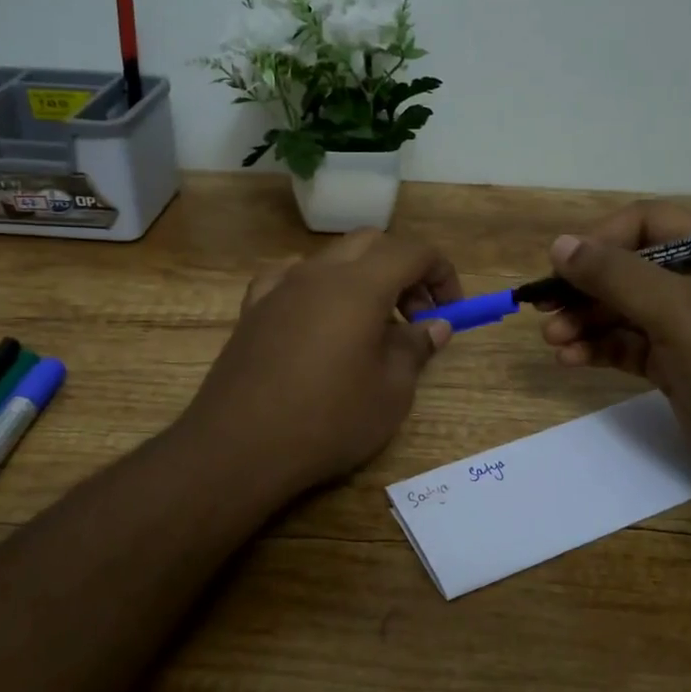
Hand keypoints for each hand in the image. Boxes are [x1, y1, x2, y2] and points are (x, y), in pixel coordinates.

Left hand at [180, 228, 461, 498]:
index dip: (441, 273)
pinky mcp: (252, 310)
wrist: (239, 447)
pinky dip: (317, 288)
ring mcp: (279, 288)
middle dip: (403, 271)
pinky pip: (291, 280)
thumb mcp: (390, 392)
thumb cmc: (328, 420)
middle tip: (416, 316)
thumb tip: (434, 326)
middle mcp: (317, 274)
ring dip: (362, 279)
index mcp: (359, 285)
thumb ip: (416, 349)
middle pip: (371, 245)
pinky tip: (317, 319)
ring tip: (370, 325)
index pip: (412, 252)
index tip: (451, 309)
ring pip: (331, 259)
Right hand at [539, 201, 690, 492]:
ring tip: (553, 340)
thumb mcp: (676, 310)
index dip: (602, 239)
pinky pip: (629, 347)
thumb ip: (614, 274)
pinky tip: (571, 359)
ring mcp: (690, 329)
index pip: (648, 223)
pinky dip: (599, 349)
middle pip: (629, 271)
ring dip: (585, 322)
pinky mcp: (678, 368)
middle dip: (584, 288)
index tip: (564, 265)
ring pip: (623, 312)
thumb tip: (559, 244)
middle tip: (543, 309)